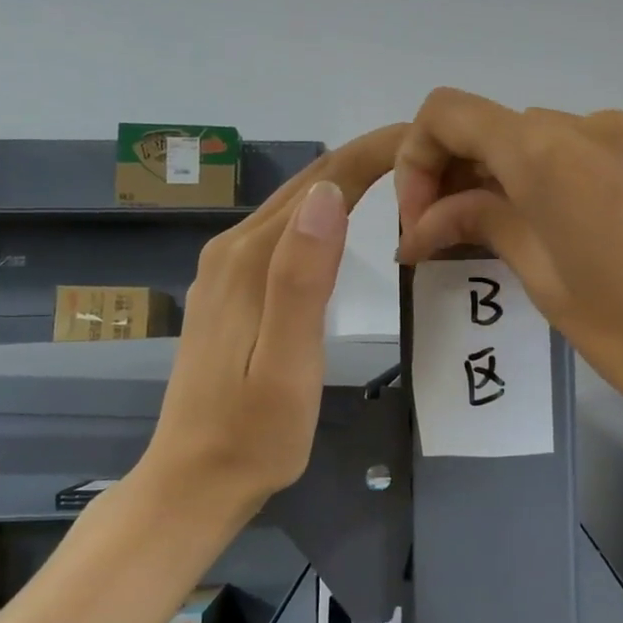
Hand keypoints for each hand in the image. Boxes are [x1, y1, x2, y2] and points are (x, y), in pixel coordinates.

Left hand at [140, 125, 404, 510]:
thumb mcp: (288, 363)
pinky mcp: (229, 291)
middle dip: (365, 160)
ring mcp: (225, 271)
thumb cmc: (254, 434)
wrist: (193, 481)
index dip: (373, 154)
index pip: (321, 182)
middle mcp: (232, 251)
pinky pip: (283, 234)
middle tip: (429, 157)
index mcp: (251, 260)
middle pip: (306, 186)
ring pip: (293, 207)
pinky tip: (345, 224)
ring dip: (345, 183)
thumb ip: (302, 278)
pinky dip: (322, 216)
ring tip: (401, 180)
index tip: (426, 140)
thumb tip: (329, 195)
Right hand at [393, 89, 622, 454]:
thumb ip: (482, 225)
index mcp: (549, 153)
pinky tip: (580, 241)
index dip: (418, 159)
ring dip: (514, 181)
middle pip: (500, 128)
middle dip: (462, 175)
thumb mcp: (544, 281)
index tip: (423, 221)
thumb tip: (424, 222)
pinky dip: (565, 185)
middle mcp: (594, 128)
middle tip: (452, 241)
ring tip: (515, 245)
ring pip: (549, 143)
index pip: (450, 113)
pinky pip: (598, 159)